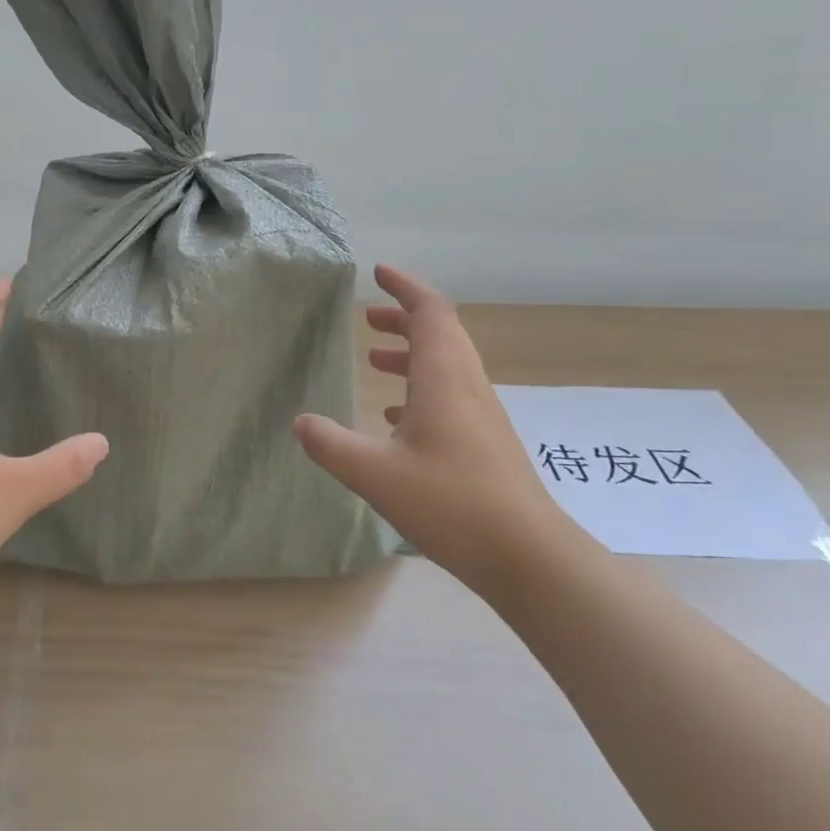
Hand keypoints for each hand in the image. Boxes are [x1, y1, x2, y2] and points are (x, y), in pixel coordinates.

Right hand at [293, 264, 570, 585]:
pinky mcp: (486, 441)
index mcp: (444, 379)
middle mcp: (467, 387)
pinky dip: (421, 387)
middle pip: (441, 333)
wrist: (529, 557)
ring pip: (447, 364)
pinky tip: (396, 417)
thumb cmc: (451, 504)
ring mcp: (481, 415)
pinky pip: (451, 394)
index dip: (405, 287)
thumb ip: (330, 444)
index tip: (378, 272)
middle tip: (368, 317)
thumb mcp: (374, 474)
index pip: (430, 313)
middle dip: (404, 317)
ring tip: (376, 359)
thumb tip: (300, 422)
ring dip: (412, 352)